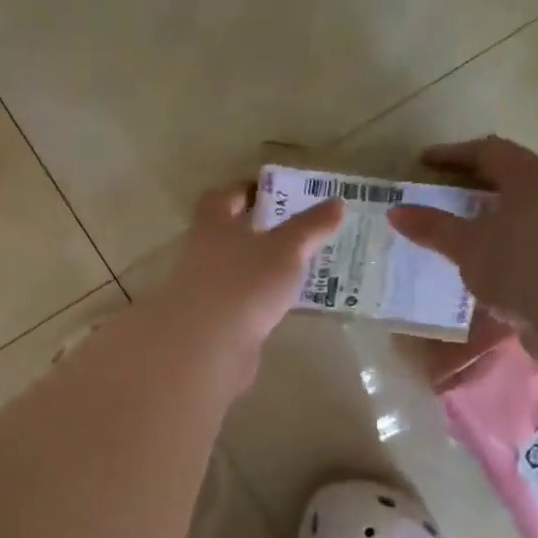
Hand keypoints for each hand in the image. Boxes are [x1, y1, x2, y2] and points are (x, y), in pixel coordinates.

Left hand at [149, 184, 343, 360]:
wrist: (207, 346)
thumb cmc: (244, 282)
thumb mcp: (286, 249)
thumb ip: (309, 227)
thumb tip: (336, 202)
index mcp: (212, 226)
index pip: (221, 198)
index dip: (243, 191)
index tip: (270, 191)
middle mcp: (201, 254)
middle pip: (226, 235)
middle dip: (255, 231)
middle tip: (292, 230)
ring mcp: (203, 291)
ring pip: (233, 270)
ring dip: (257, 268)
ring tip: (295, 269)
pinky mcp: (211, 323)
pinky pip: (237, 302)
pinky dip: (256, 300)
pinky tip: (280, 305)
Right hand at [388, 137, 537, 329]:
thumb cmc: (522, 267)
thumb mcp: (467, 246)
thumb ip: (432, 226)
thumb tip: (396, 211)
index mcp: (531, 177)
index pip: (488, 151)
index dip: (452, 154)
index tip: (422, 163)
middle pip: (506, 176)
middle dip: (468, 183)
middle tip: (434, 192)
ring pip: (516, 207)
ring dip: (483, 213)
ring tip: (451, 227)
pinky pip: (523, 235)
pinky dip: (496, 238)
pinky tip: (476, 258)